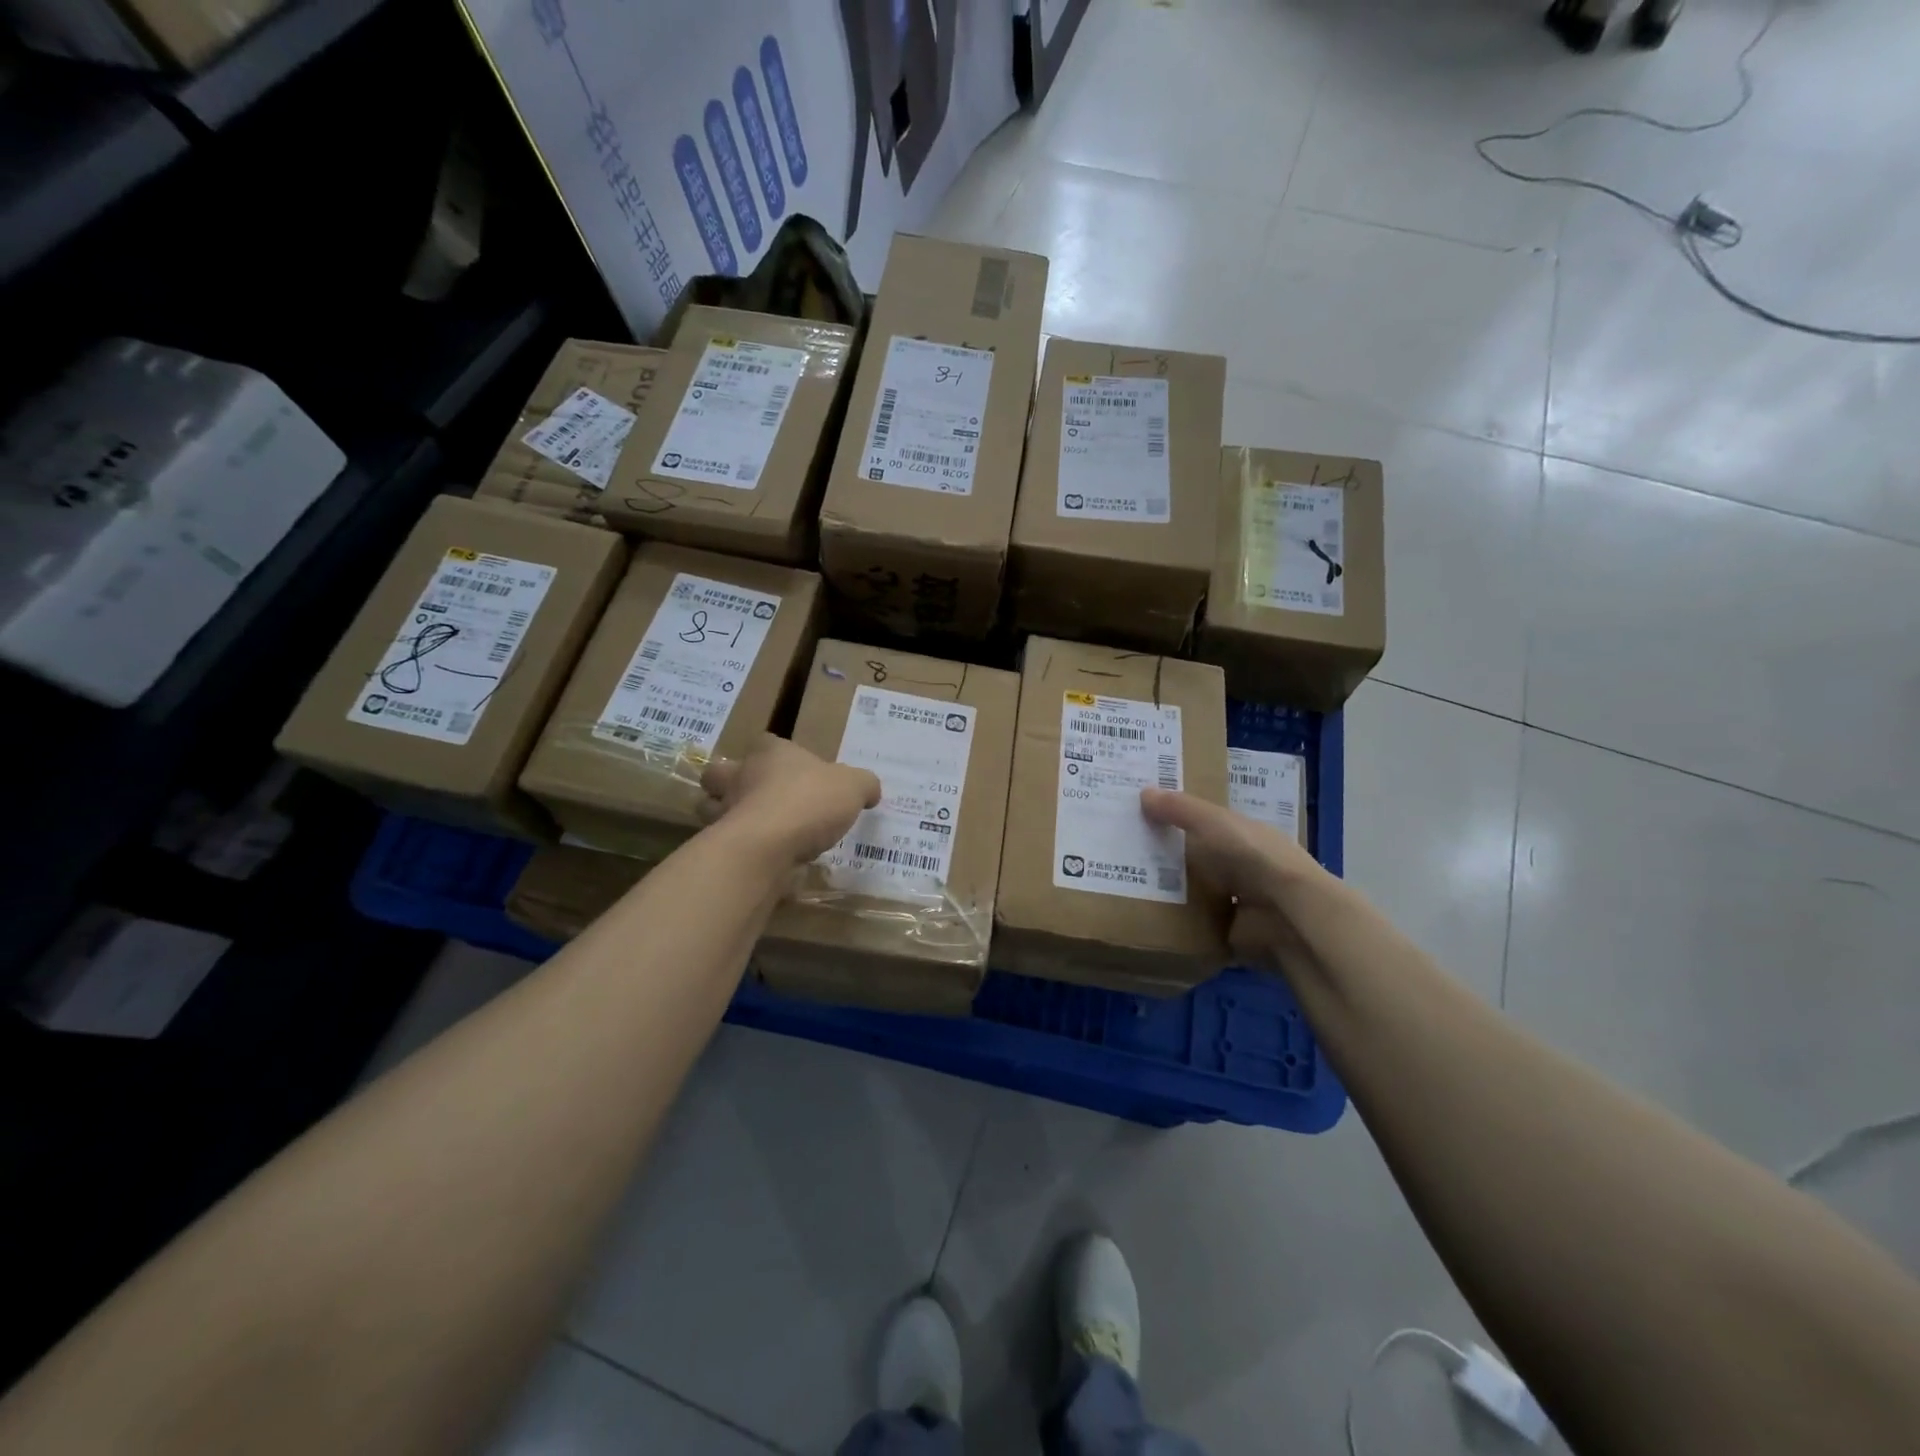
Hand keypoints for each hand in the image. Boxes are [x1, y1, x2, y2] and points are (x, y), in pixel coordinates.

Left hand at [701, 736, 880, 865]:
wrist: (767, 846)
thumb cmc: (808, 801)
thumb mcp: (853, 787)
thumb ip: (863, 784)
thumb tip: (870, 790)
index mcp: (769, 752)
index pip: (766, 742)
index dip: (776, 754)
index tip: (793, 771)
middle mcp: (739, 776)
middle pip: (723, 773)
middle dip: (733, 784)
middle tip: (761, 799)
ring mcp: (724, 811)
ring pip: (714, 809)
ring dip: (729, 818)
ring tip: (759, 833)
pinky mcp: (721, 846)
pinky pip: (727, 845)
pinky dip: (740, 850)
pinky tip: (763, 860)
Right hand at [1140, 788, 1326, 970]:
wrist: (1286, 914)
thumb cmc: (1251, 856)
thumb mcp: (1211, 822)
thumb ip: (1179, 809)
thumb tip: (1143, 792)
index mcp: (1243, 835)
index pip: (1207, 824)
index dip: (1179, 819)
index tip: (1143, 817)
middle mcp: (1243, 866)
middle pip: (1199, 860)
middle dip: (1168, 858)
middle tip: (1124, 853)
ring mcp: (1240, 902)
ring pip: (1198, 894)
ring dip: (1172, 893)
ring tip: (1127, 886)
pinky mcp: (1232, 934)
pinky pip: (1198, 927)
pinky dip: (1179, 925)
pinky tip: (1148, 918)